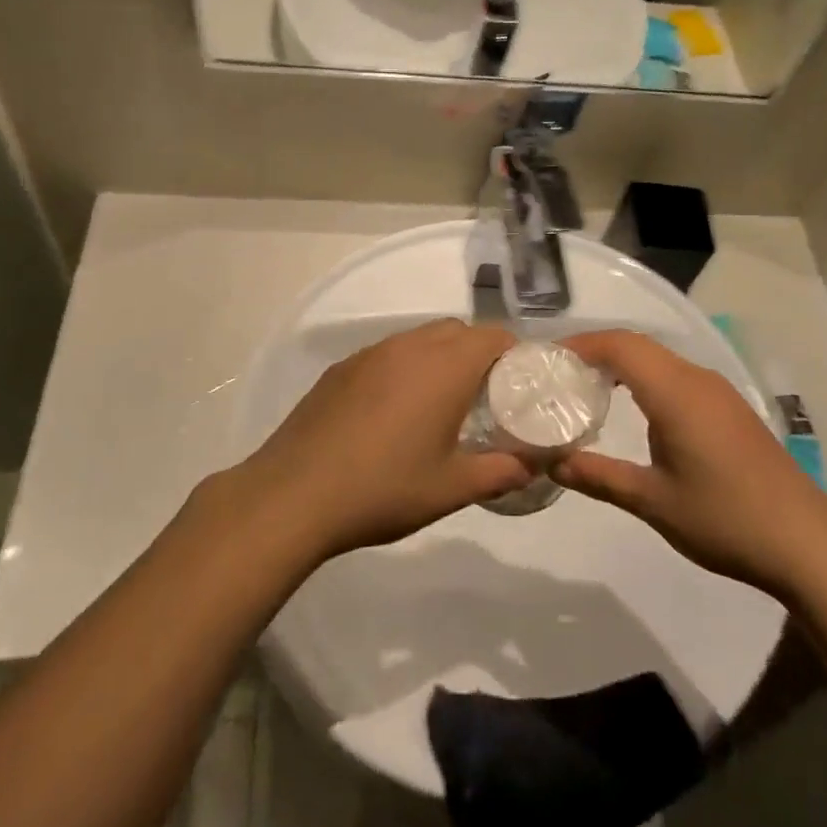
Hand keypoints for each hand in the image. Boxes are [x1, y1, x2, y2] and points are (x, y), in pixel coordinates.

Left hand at [239, 320, 532, 559]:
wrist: (293, 494)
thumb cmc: (383, 489)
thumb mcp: (451, 489)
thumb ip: (500, 472)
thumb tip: (532, 466)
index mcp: (444, 367)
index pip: (493, 336)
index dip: (514, 355)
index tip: (519, 387)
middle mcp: (409, 347)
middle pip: (457, 331)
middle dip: (477, 354)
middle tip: (482, 398)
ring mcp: (370, 354)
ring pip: (418, 339)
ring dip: (438, 358)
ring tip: (437, 405)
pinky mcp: (340, 369)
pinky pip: (386, 354)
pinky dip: (403, 369)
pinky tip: (391, 413)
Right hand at [553, 331, 826, 595]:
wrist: (805, 541)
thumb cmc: (724, 518)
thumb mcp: (652, 501)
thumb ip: (599, 476)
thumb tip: (553, 463)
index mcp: (675, 391)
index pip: (620, 345)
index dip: (581, 344)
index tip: (548, 360)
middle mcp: (696, 379)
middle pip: (638, 345)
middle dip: (596, 351)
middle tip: (559, 375)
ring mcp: (717, 392)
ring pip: (660, 359)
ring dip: (622, 364)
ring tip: (586, 389)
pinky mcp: (729, 408)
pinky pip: (677, 376)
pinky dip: (645, 379)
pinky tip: (633, 409)